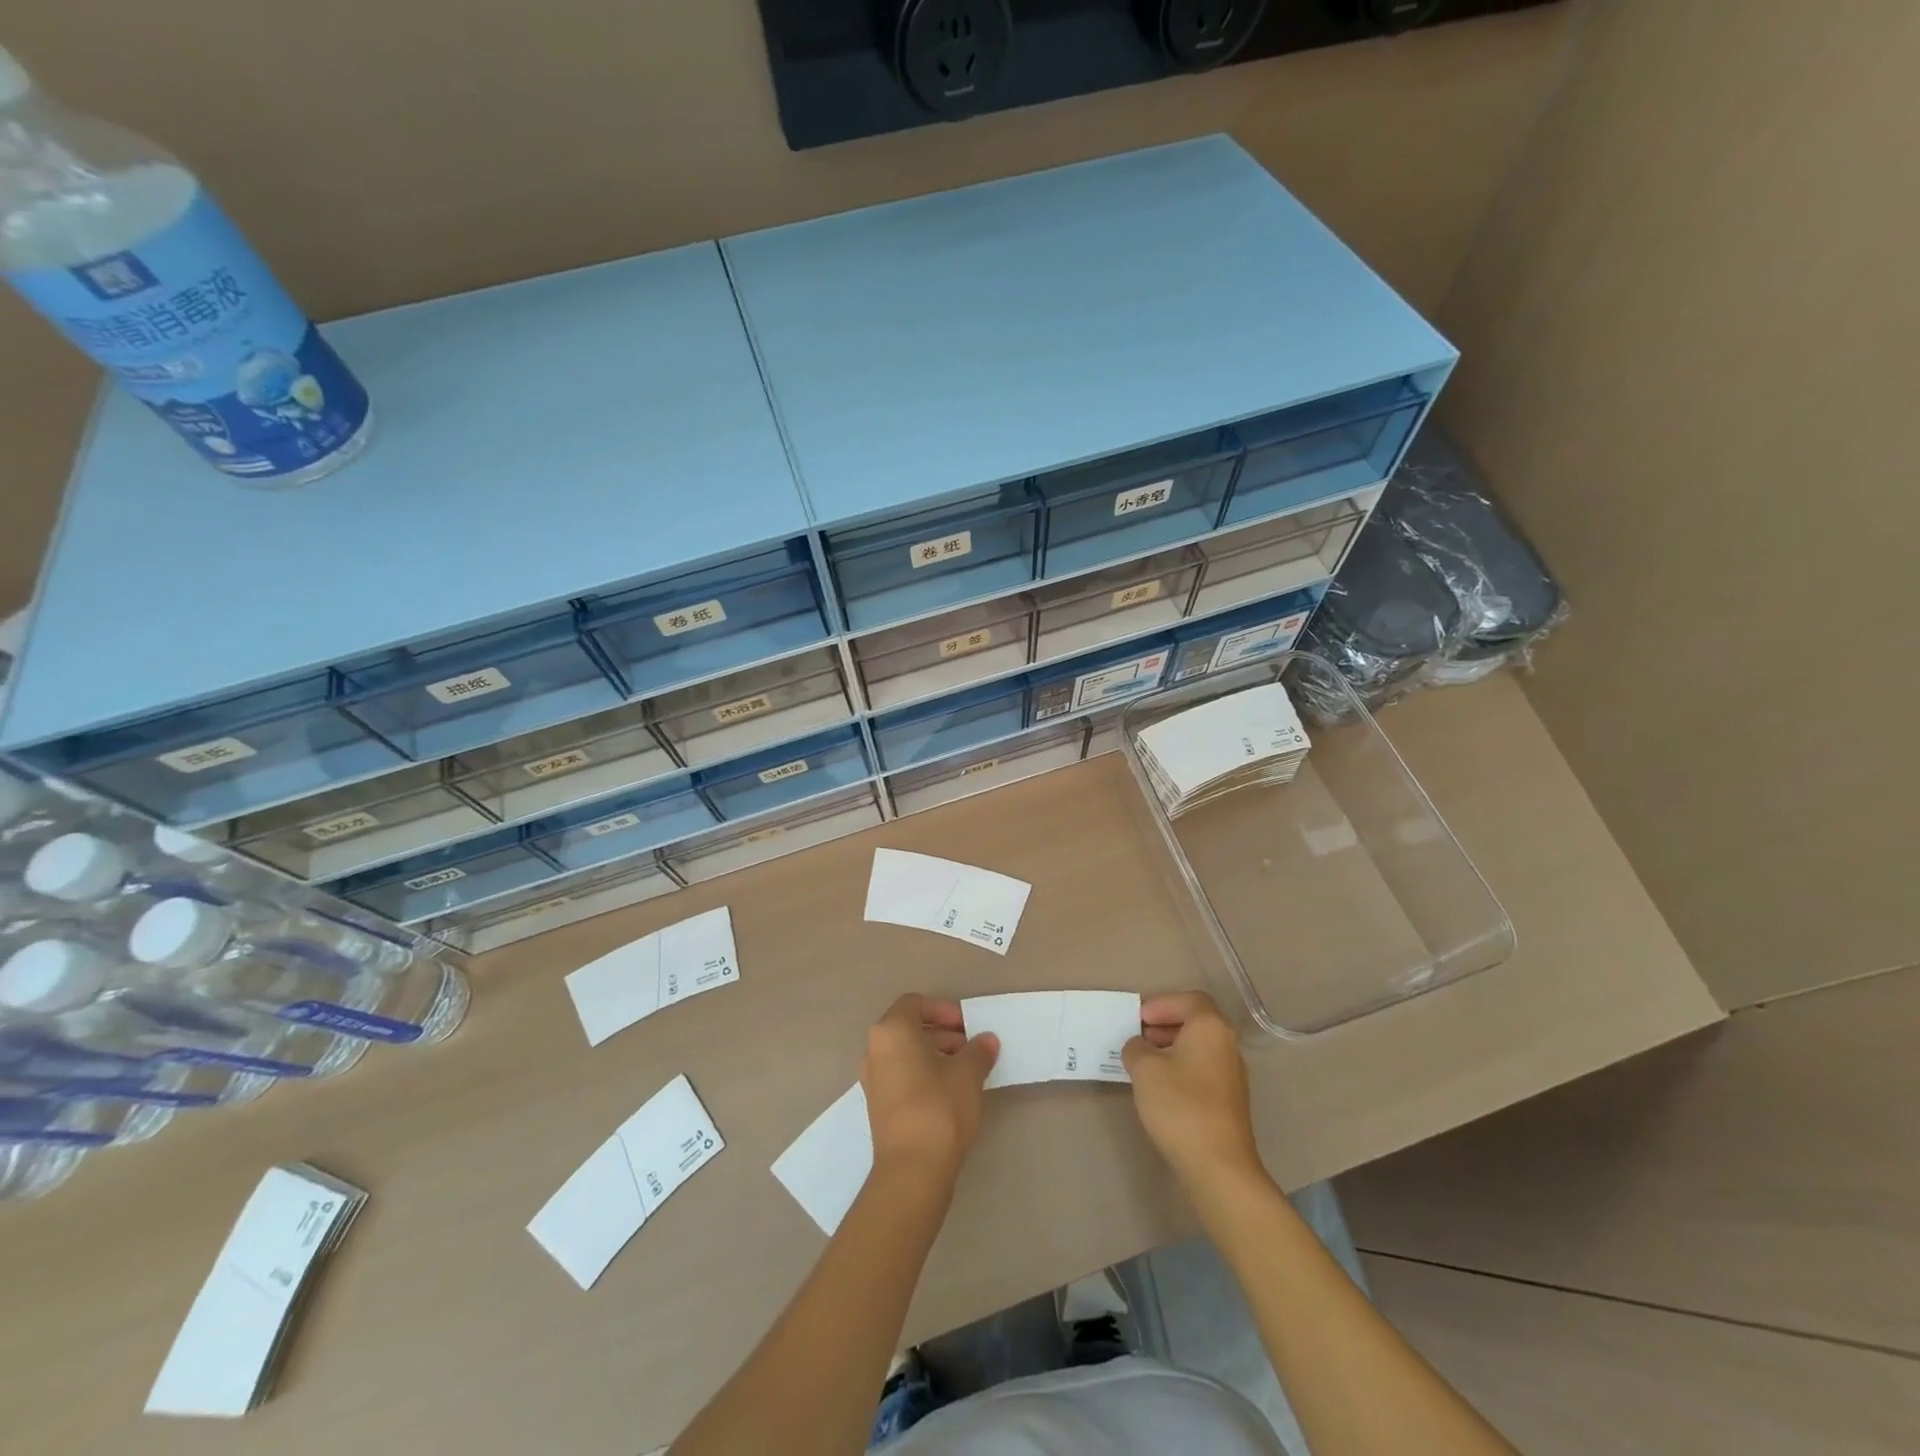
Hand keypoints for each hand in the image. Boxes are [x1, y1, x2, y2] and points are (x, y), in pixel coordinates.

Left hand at [861, 994, 999, 1183]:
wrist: (912, 1169)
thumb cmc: (939, 1107)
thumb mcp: (968, 1073)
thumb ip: (978, 1051)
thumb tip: (987, 1040)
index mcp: (892, 1031)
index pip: (914, 1003)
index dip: (942, 1010)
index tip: (966, 1026)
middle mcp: (875, 1050)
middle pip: (909, 1028)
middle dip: (941, 1034)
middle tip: (970, 1048)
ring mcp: (873, 1080)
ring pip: (905, 1054)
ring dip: (934, 1055)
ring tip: (965, 1071)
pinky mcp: (878, 1106)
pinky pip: (901, 1076)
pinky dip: (923, 1074)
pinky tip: (949, 1092)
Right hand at [1122, 991, 1264, 1194]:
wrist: (1218, 1166)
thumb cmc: (1180, 1105)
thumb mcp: (1144, 1069)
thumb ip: (1136, 1048)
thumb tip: (1139, 1046)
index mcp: (1210, 1027)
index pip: (1189, 999)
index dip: (1161, 1004)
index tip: (1138, 1019)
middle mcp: (1227, 1045)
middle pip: (1196, 1022)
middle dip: (1165, 1024)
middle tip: (1138, 1036)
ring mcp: (1232, 1075)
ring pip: (1199, 1047)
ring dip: (1172, 1047)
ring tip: (1144, 1063)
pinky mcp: (1230, 1101)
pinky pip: (1203, 1070)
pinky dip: (1182, 1068)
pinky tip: (1162, 1088)